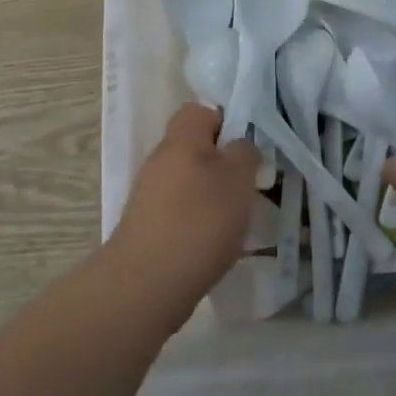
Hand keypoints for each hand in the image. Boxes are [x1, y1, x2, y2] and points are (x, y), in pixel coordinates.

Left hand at [108, 104, 259, 333]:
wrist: (146, 285)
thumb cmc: (200, 220)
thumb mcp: (238, 179)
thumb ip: (245, 152)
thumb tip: (239, 145)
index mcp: (181, 139)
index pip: (200, 110)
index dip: (226, 122)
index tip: (248, 147)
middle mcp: (160, 161)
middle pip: (195, 148)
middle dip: (224, 164)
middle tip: (249, 185)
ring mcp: (150, 195)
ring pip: (190, 182)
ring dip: (214, 196)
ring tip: (238, 220)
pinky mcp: (147, 227)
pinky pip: (181, 211)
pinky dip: (199, 222)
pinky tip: (215, 244)